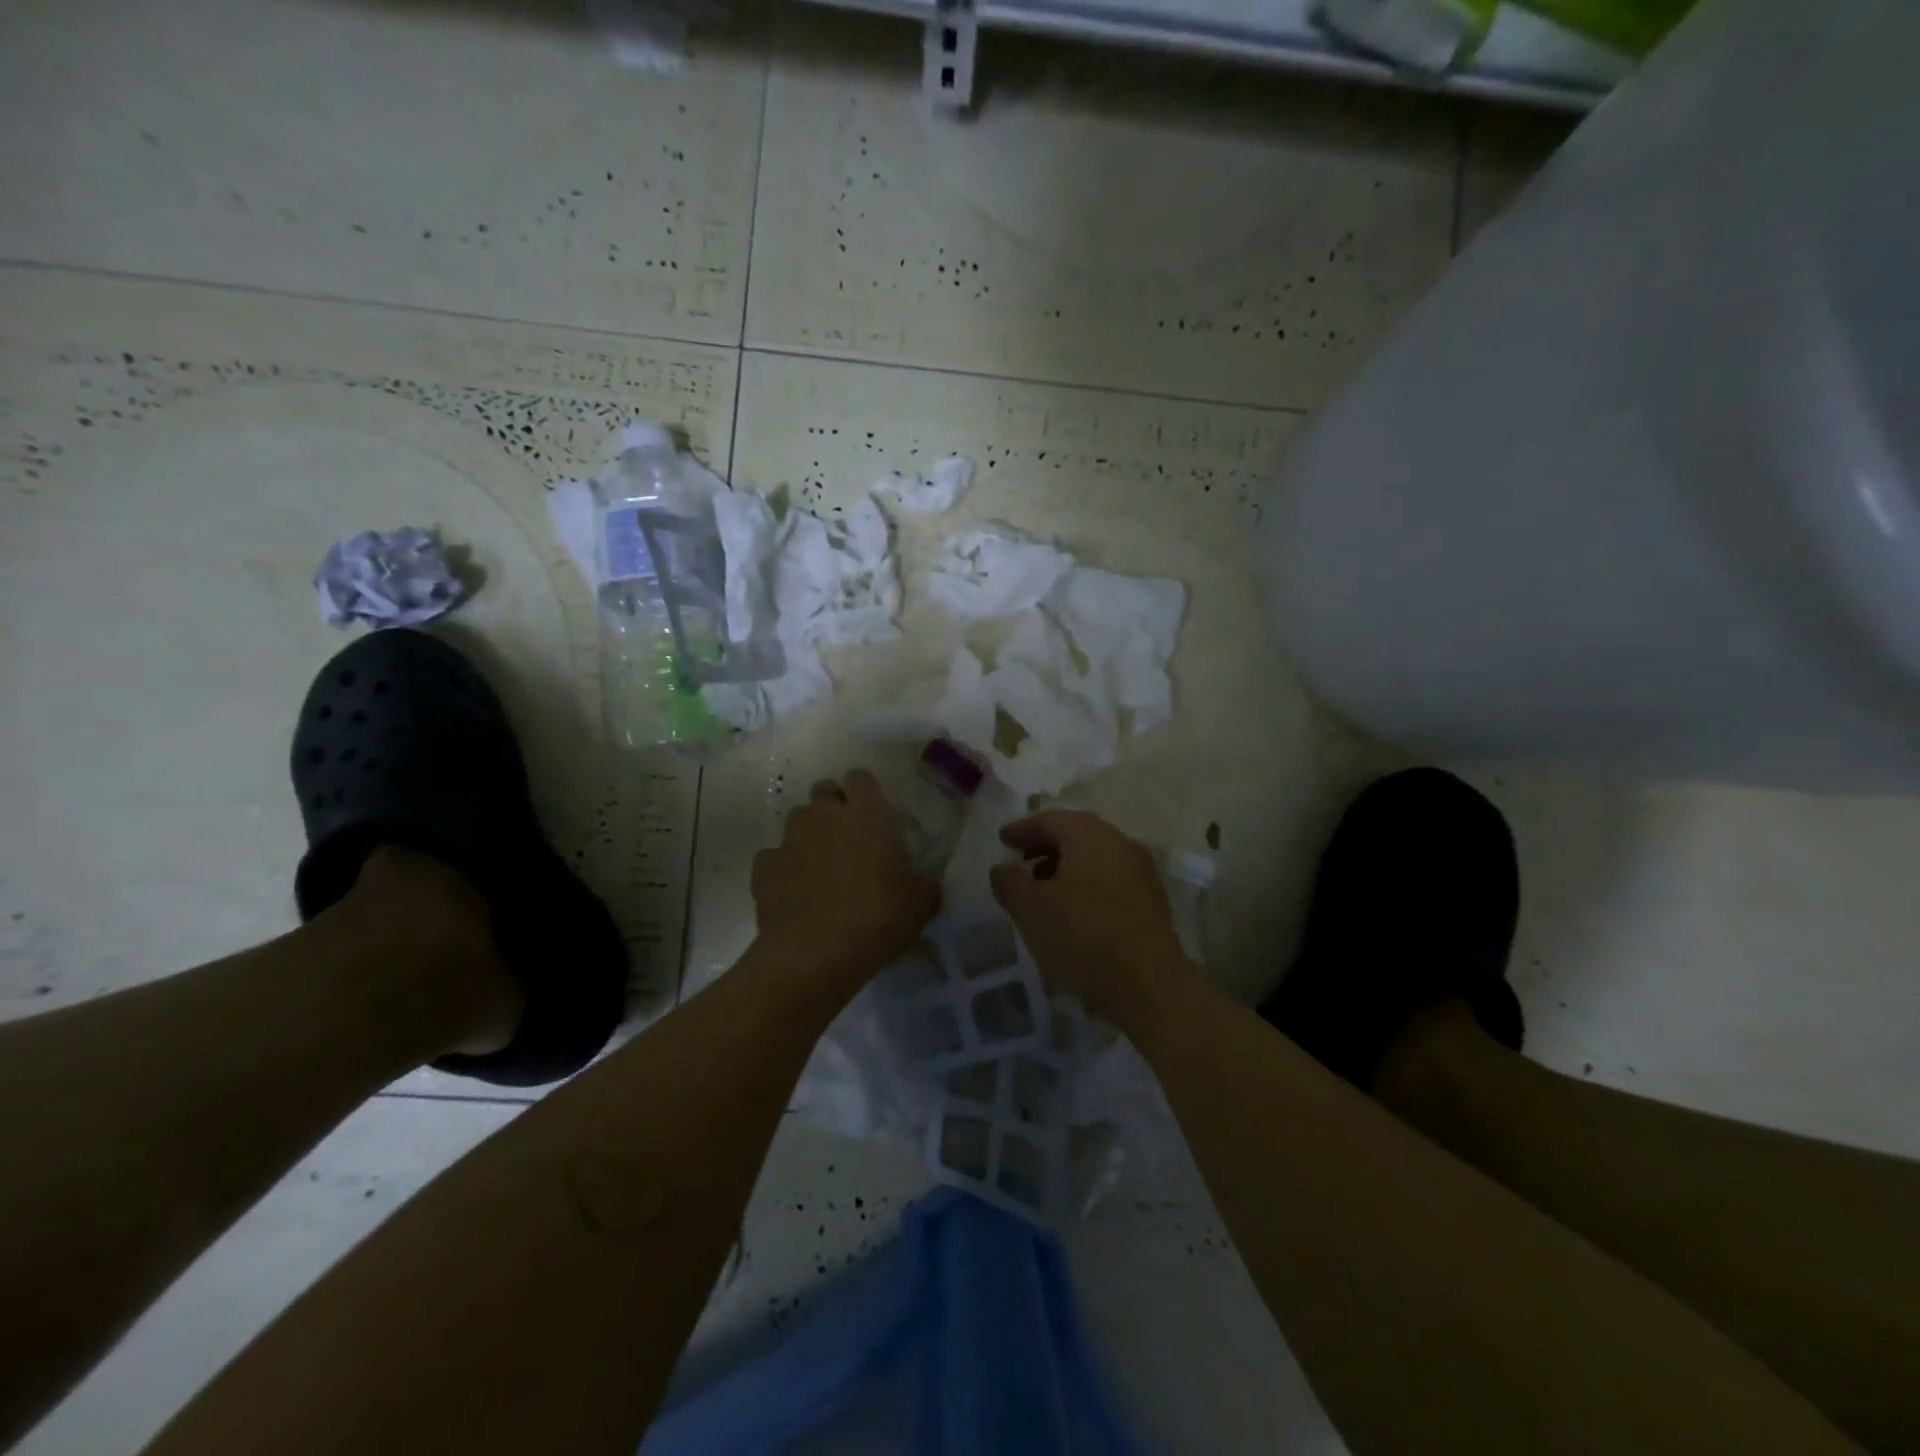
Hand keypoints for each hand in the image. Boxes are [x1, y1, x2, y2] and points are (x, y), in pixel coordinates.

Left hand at [752, 770, 939, 988]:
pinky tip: (795, 892)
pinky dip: (784, 867)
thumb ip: (924, 882)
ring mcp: (789, 838)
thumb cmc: (875, 919)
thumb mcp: (921, 904)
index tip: (876, 817)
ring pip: (798, 821)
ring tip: (821, 867)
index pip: (861, 778)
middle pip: (825, 791)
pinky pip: (774, 856)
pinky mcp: (763, 866)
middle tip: (850, 839)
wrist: (812, 955)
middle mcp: (824, 815)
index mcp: (866, 814)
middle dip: (834, 807)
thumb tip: (924, 881)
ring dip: (810, 835)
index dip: (866, 793)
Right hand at [988, 810, 1196, 1024]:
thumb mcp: (1030, 909)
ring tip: (1042, 894)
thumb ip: (1010, 882)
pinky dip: (1086, 888)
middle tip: (1020, 864)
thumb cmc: (1082, 935)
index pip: (1050, 819)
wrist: (1148, 985)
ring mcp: (1141, 873)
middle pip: (1076, 836)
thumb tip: (1003, 869)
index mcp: (1090, 835)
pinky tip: (1071, 915)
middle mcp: (1120, 844)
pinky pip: (1110, 882)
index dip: (1022, 829)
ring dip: (1065, 870)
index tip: (1002, 840)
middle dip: (1045, 848)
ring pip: (1095, 860)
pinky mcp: (1151, 902)